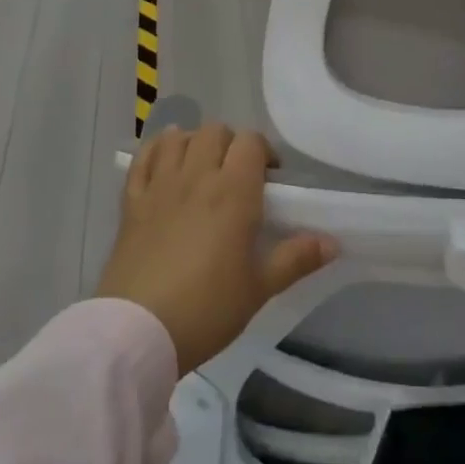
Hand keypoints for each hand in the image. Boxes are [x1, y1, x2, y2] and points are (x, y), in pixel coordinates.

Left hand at [98, 123, 337, 375]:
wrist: (137, 332)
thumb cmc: (206, 309)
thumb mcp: (259, 288)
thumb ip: (296, 259)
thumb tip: (333, 243)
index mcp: (233, 192)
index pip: (251, 142)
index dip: (264, 152)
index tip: (270, 179)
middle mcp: (197, 177)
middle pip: (215, 131)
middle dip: (231, 144)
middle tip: (238, 176)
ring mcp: (159, 186)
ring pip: (178, 138)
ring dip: (194, 143)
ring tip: (202, 168)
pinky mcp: (131, 203)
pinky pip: (142, 159)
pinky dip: (157, 152)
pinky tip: (165, 164)